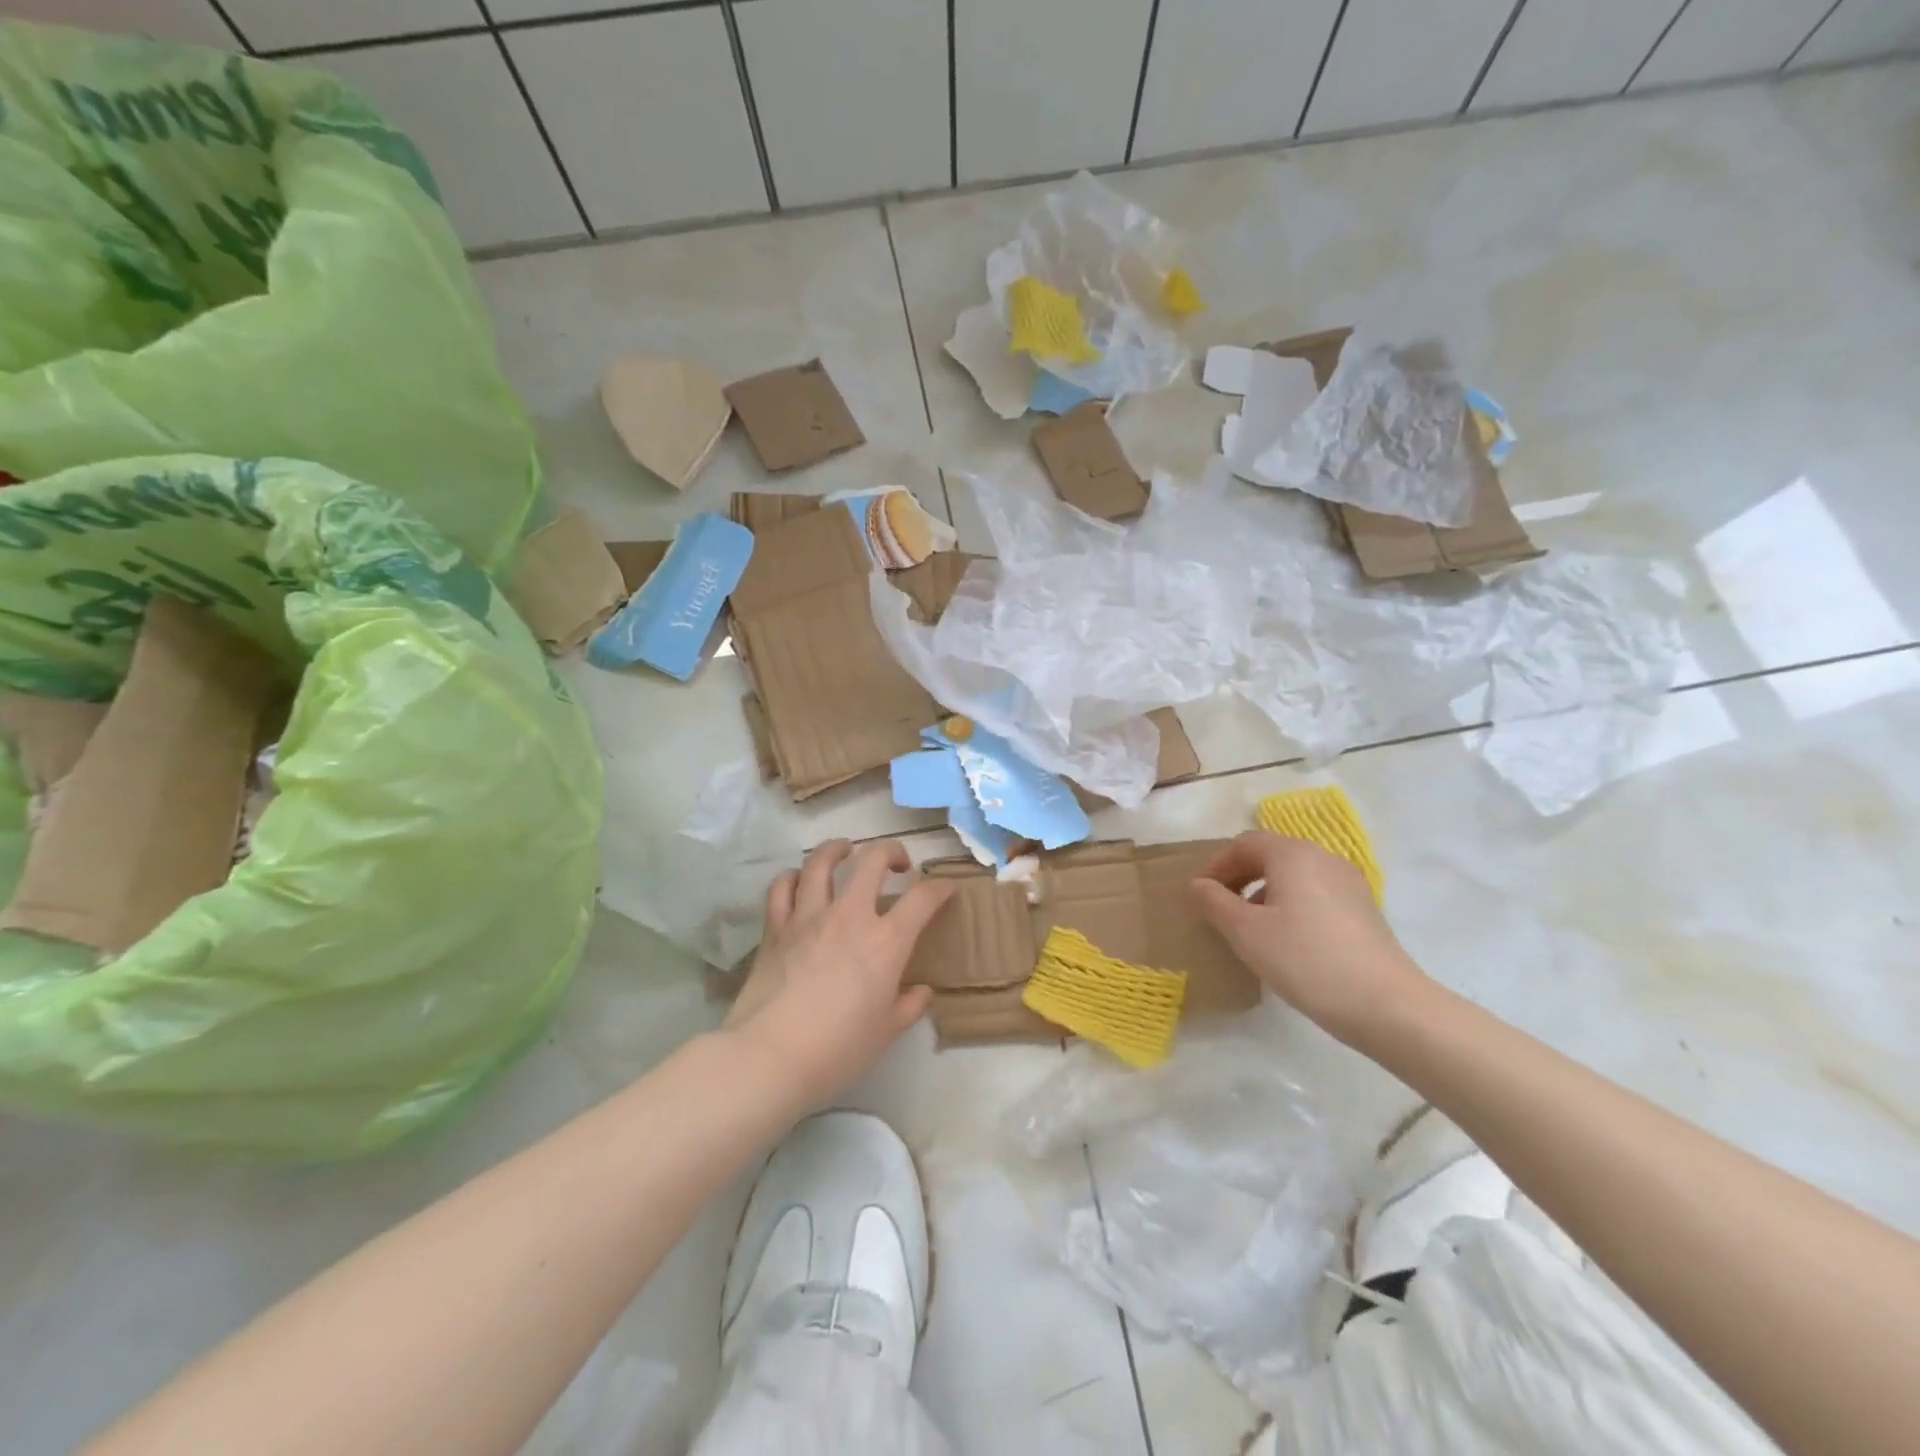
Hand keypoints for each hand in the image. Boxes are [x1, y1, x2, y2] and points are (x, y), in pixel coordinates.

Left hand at [724, 840, 956, 1108]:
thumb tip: (922, 991)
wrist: (771, 1056)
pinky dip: (793, 877)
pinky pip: (782, 888)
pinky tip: (799, 881)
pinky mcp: (775, 928)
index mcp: (886, 941)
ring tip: (845, 850)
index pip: (923, 898)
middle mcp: (849, 916)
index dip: (941, 887)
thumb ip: (909, 1006)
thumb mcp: (886, 1033)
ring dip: (838, 849)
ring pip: (821, 862)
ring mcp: (808, 917)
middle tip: (897, 863)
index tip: (946, 888)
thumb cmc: (838, 1049)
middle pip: (872, 860)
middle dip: (891, 852)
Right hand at [1187, 830, 1427, 1046]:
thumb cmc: (1305, 959)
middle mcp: (1322, 857)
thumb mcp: (1246, 932)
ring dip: (1263, 891)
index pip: (1243, 844)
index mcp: (1292, 854)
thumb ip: (1214, 902)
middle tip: (1218, 908)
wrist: (1385, 1004)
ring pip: (1293, 875)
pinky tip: (1286, 939)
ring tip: (1249, 927)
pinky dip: (1290, 904)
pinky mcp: (1363, 908)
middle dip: (1239, 876)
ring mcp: (1348, 882)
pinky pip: (1315, 893)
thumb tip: (1198, 886)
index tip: (1199, 896)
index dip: (1216, 866)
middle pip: (1270, 854)